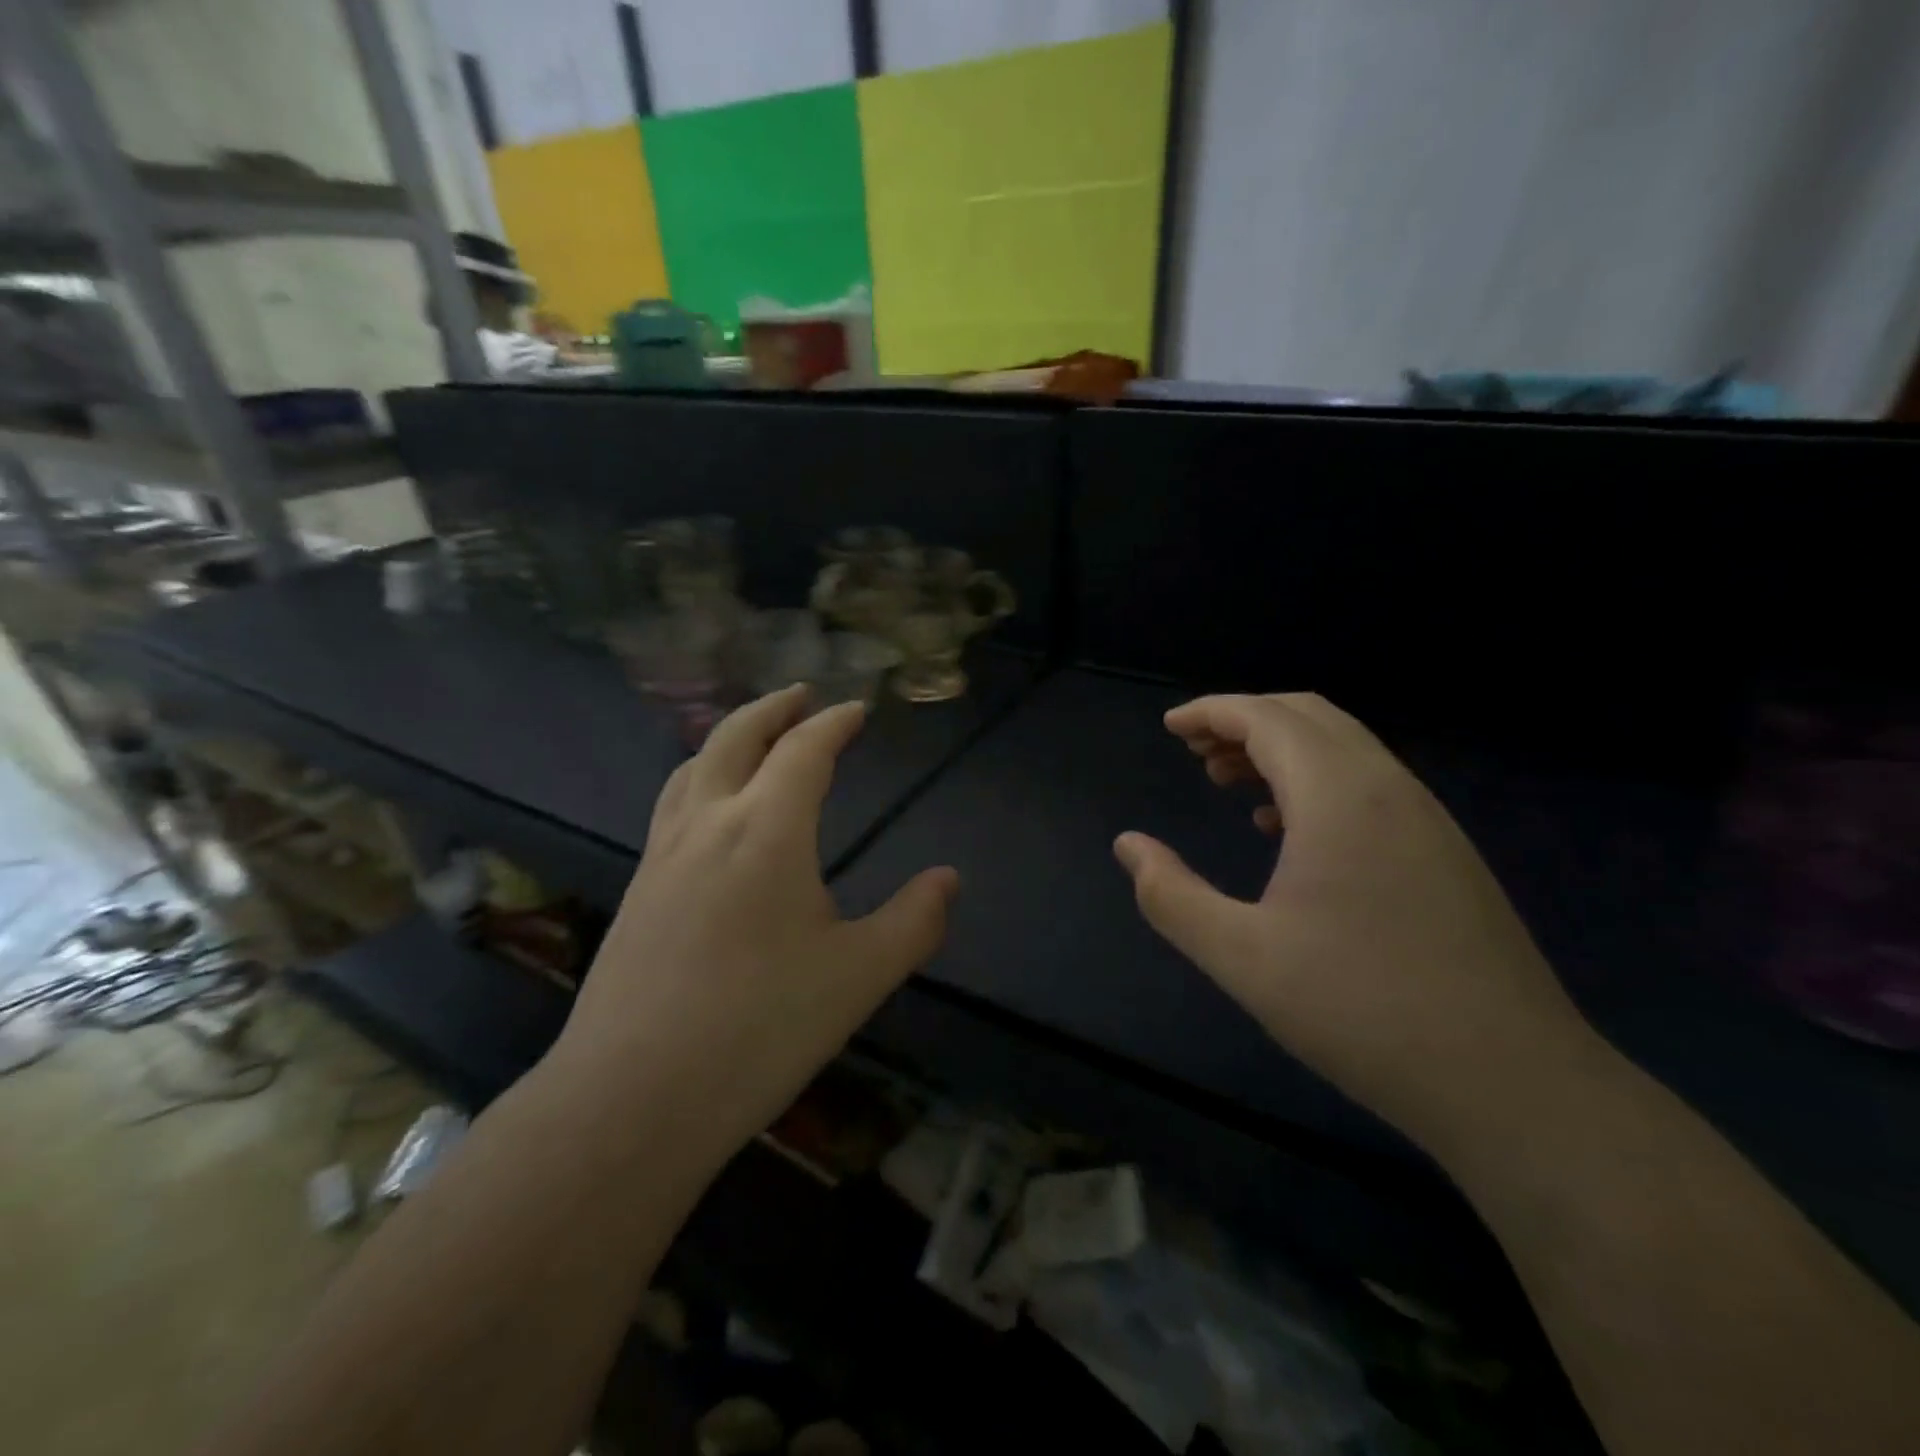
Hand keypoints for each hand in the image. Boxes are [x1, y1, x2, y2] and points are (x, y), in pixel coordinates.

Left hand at [556, 686, 957, 1142]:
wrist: (632, 1098)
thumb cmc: (759, 1029)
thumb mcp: (859, 977)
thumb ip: (914, 921)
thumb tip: (948, 879)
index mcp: (766, 830)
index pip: (804, 750)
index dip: (834, 723)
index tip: (856, 710)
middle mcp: (708, 823)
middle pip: (735, 737)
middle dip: (773, 708)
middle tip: (801, 695)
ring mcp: (662, 855)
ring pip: (693, 767)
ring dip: (729, 737)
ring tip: (755, 737)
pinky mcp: (637, 889)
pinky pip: (672, 805)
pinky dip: (700, 777)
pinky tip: (709, 811)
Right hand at [1114, 693, 1595, 1149]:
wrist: (1512, 1083)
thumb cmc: (1361, 1010)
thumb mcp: (1241, 956)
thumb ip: (1170, 895)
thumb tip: (1128, 845)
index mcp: (1339, 796)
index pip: (1266, 718)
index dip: (1211, 712)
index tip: (1169, 727)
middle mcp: (1388, 788)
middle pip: (1308, 717)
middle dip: (1244, 721)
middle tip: (1195, 753)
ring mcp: (1426, 819)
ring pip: (1343, 748)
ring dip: (1281, 750)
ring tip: (1229, 784)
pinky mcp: (1445, 853)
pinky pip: (1368, 785)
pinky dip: (1316, 781)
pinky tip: (1287, 832)